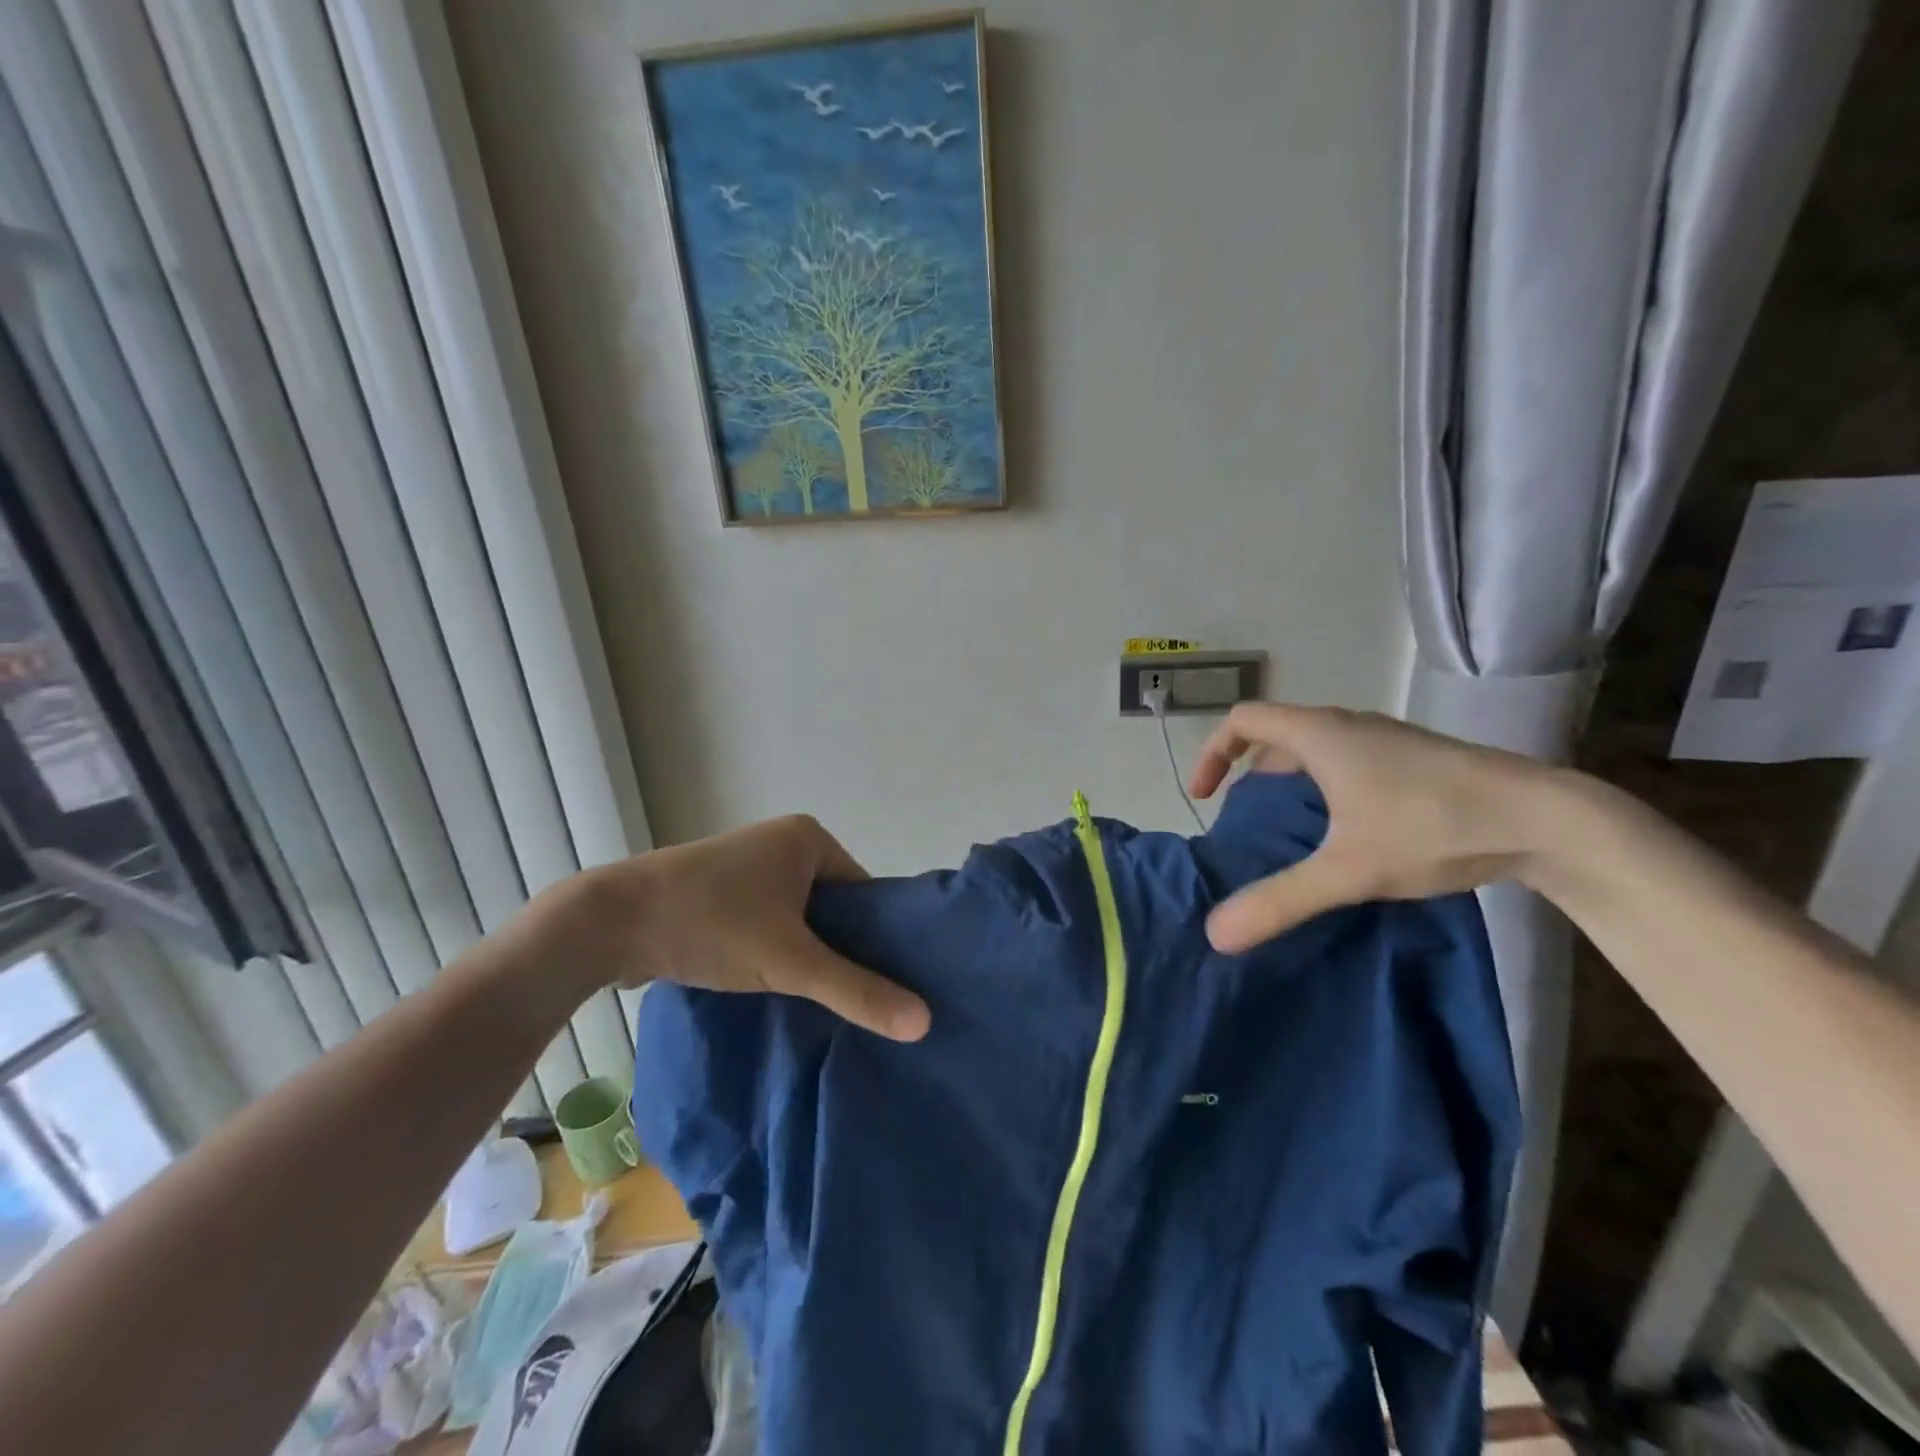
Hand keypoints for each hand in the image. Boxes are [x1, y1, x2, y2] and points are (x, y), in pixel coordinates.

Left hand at [545, 815, 930, 1041]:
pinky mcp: (720, 890)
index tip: (885, 986)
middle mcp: (782, 841)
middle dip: (840, 950)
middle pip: (833, 907)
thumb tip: (925, 1022)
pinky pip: (768, 920)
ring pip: (798, 918)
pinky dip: (775, 950)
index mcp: (809, 837)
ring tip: (818, 1000)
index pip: (865, 894)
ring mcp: (748, 865)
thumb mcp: (790, 961)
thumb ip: (856, 990)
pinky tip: (777, 986)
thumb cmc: (710, 924)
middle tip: (853, 1000)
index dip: (876, 940)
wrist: (608, 922)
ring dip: (805, 954)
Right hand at [1188, 703, 1552, 952]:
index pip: (1243, 719)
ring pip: (1315, 747)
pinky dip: (1325, 783)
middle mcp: (1348, 725)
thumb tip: (1215, 934)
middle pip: (1277, 733)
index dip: (1212, 752)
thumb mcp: (1348, 870)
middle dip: (1249, 771)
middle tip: (1247, 819)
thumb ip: (1280, 900)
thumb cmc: (1432, 827)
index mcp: (1320, 735)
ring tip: (1292, 830)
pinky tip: (1349, 830)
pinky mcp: (1415, 758)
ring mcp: (1386, 739)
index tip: (1205, 796)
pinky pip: (1347, 758)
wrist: (1547, 817)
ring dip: (1289, 778)